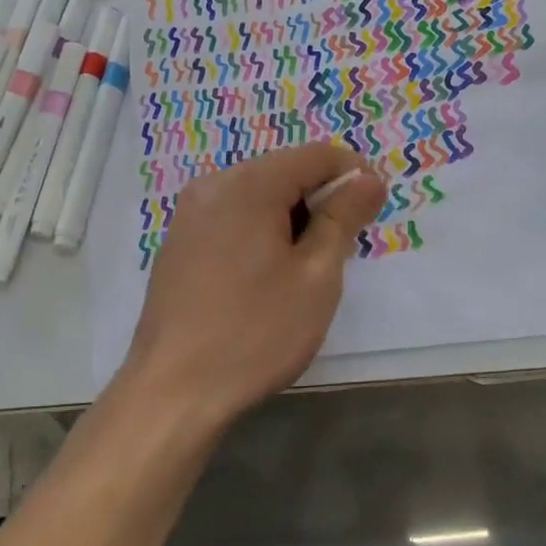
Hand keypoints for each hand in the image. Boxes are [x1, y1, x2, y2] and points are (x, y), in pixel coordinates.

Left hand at [119, 142, 387, 428]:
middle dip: (320, 198)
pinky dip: (260, 229)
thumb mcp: (316, 275)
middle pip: (284, 170)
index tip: (372, 211)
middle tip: (341, 248)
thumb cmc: (255, 332)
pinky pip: (232, 216)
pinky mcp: (179, 241)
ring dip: (291, 216)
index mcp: (248, 184)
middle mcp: (213, 184)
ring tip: (305, 267)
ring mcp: (190, 213)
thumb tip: (368, 179)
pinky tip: (266, 275)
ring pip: (257, 194)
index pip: (316, 155)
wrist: (172, 390)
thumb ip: (344, 217)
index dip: (353, 174)